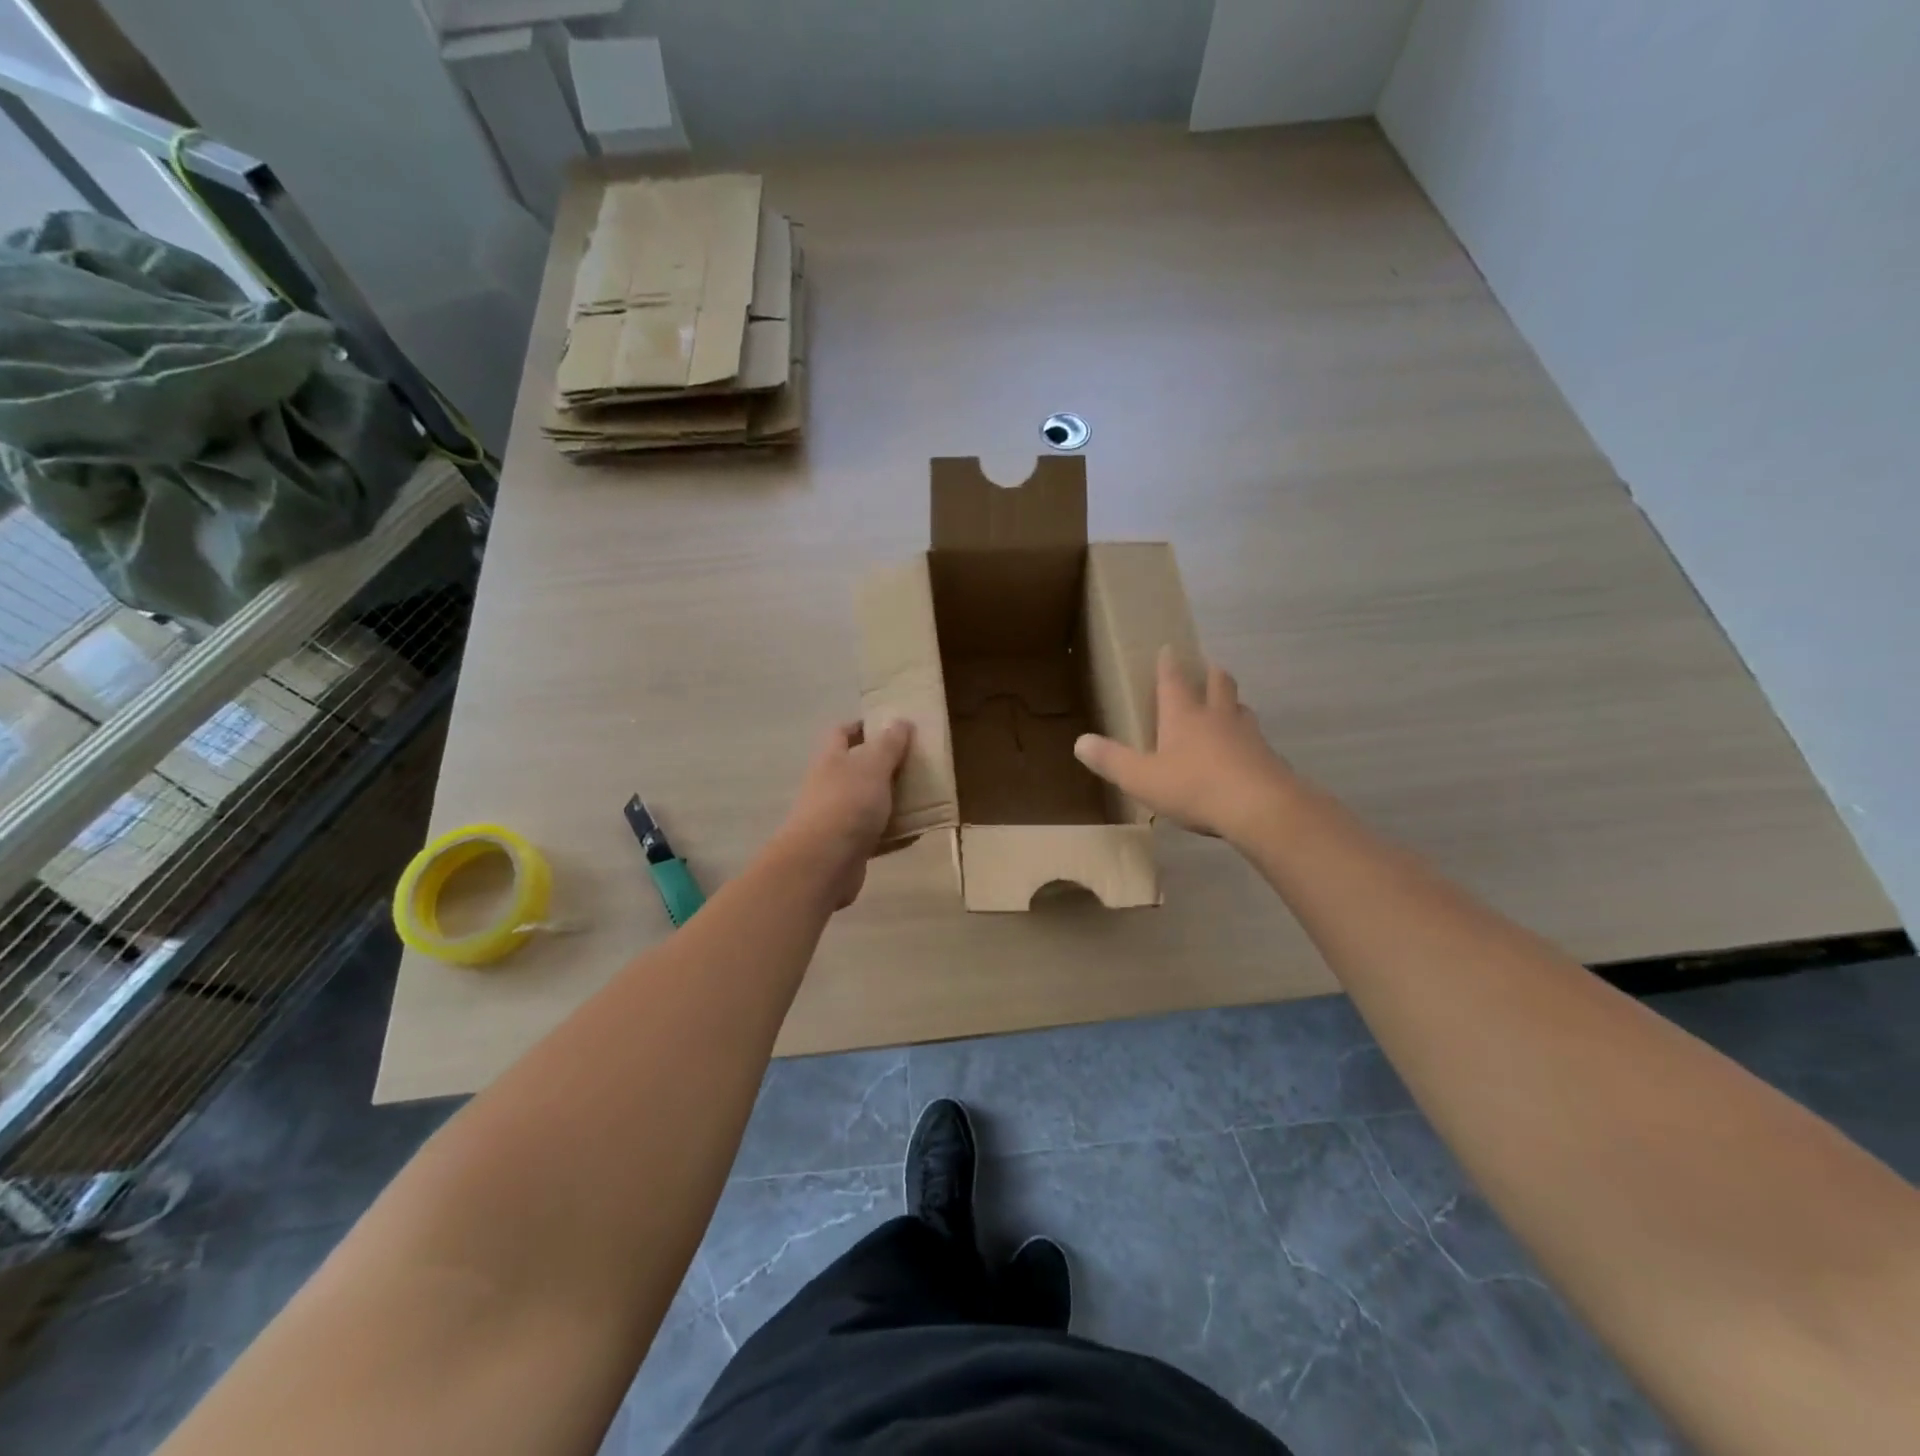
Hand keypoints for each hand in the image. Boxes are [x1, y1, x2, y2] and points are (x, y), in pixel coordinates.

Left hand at [775, 720, 913, 908]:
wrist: (823, 864)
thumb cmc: (847, 804)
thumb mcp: (873, 766)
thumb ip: (888, 745)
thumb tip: (901, 721)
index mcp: (831, 760)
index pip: (842, 733)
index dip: (863, 726)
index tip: (892, 726)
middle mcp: (830, 786)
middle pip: (858, 769)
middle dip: (886, 765)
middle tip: (917, 762)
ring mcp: (838, 819)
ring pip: (870, 803)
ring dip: (894, 800)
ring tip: (925, 795)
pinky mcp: (849, 848)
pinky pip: (877, 836)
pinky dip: (896, 833)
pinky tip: (918, 832)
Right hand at [1074, 648, 1295, 845]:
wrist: (1260, 808)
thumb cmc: (1194, 787)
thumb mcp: (1141, 778)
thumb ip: (1111, 760)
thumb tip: (1079, 742)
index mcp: (1183, 715)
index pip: (1174, 680)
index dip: (1169, 664)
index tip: (1169, 648)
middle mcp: (1217, 717)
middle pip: (1218, 683)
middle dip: (1211, 674)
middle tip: (1208, 668)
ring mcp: (1248, 735)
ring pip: (1241, 709)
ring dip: (1233, 704)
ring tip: (1228, 707)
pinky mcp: (1268, 758)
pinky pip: (1257, 741)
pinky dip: (1248, 740)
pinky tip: (1245, 753)